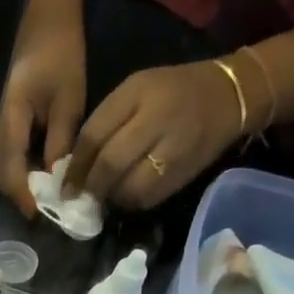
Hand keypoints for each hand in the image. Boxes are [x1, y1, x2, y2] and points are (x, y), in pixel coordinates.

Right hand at [0, 12, 85, 216]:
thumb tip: (56, 182)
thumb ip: (60, 144)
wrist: (41, 22)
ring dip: (10, 182)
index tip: (37, 214)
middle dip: (15, 192)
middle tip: (40, 203)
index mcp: (10, 117)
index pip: (11, 167)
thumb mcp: (69, 101)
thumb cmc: (60, 55)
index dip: (22, 194)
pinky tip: (28, 168)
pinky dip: (8, 168)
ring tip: (36, 188)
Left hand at [63, 61, 242, 210]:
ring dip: (110, 197)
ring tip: (104, 196)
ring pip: (128, 187)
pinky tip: (128, 195)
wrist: (231, 96)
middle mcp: (157, 119)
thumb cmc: (172, 92)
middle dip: (89, 186)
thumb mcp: (134, 92)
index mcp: (138, 93)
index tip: (63, 185)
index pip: (95, 135)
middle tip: (78, 198)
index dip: (75, 166)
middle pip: (110, 164)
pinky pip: (148, 198)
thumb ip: (104, 123)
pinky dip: (131, 201)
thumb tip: (74, 166)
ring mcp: (174, 148)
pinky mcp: (184, 172)